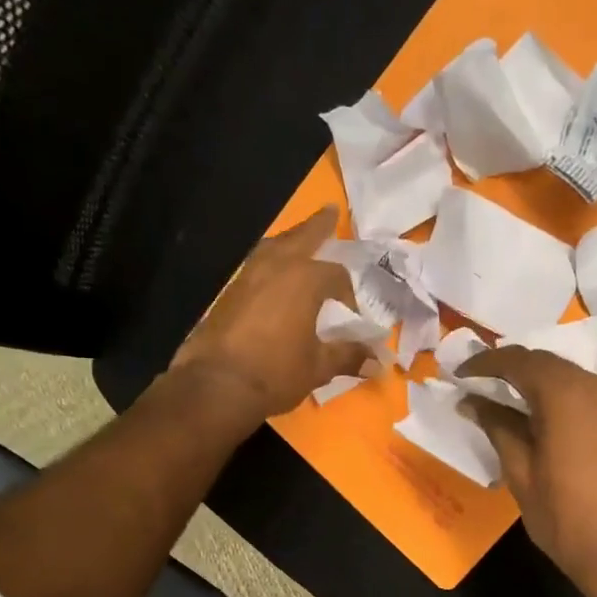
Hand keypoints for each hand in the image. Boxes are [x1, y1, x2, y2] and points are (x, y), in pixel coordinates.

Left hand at [167, 206, 366, 425]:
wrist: (217, 385)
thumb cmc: (276, 372)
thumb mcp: (318, 367)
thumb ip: (347, 357)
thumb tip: (378, 363)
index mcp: (305, 280)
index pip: (336, 276)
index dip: (348, 294)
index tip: (350, 316)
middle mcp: (276, 267)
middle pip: (301, 238)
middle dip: (317, 226)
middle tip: (330, 211)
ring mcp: (247, 277)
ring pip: (273, 248)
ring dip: (289, 242)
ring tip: (298, 242)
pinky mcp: (228, 293)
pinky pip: (255, 267)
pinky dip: (269, 264)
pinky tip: (272, 278)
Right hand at [461, 347, 596, 596]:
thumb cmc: (565, 520)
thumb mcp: (520, 474)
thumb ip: (498, 427)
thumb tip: (473, 401)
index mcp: (570, 396)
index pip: (521, 361)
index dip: (487, 363)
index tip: (462, 373)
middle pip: (554, 367)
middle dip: (517, 372)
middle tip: (486, 387)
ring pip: (580, 385)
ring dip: (548, 390)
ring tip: (521, 410)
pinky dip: (575, 410)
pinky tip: (562, 434)